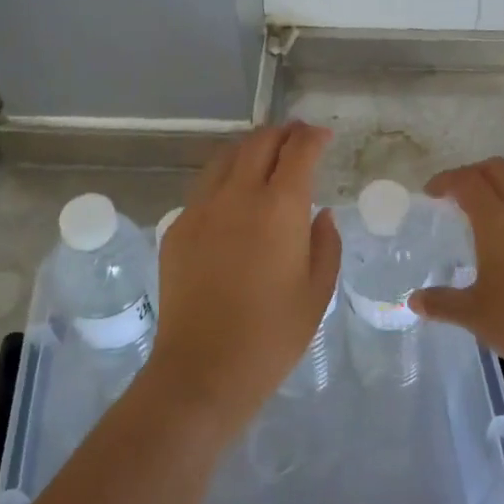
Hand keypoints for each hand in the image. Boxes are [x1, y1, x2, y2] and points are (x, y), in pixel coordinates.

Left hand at [145, 122, 339, 439]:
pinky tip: (234, 198)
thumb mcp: (317, 291)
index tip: (323, 136)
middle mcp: (239, 195)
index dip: (313, 137)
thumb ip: (326, 243)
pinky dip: (226, 178)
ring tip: (265, 157)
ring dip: (251, 148)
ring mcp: (202, 208)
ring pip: (227, 156)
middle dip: (283, 132)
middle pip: (260, 142)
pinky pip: (205, 187)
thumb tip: (321, 214)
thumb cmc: (272, 335)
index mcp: (280, 207)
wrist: (202, 371)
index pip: (298, 150)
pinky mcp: (178, 227)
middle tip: (297, 138)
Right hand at [408, 158, 503, 376]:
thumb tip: (415, 300)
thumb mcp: (473, 313)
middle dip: (474, 173)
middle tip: (456, 194)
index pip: (469, 181)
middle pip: (498, 169)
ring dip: (503, 181)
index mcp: (497, 220)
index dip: (447, 180)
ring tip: (487, 204)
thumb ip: (442, 302)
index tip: (431, 193)